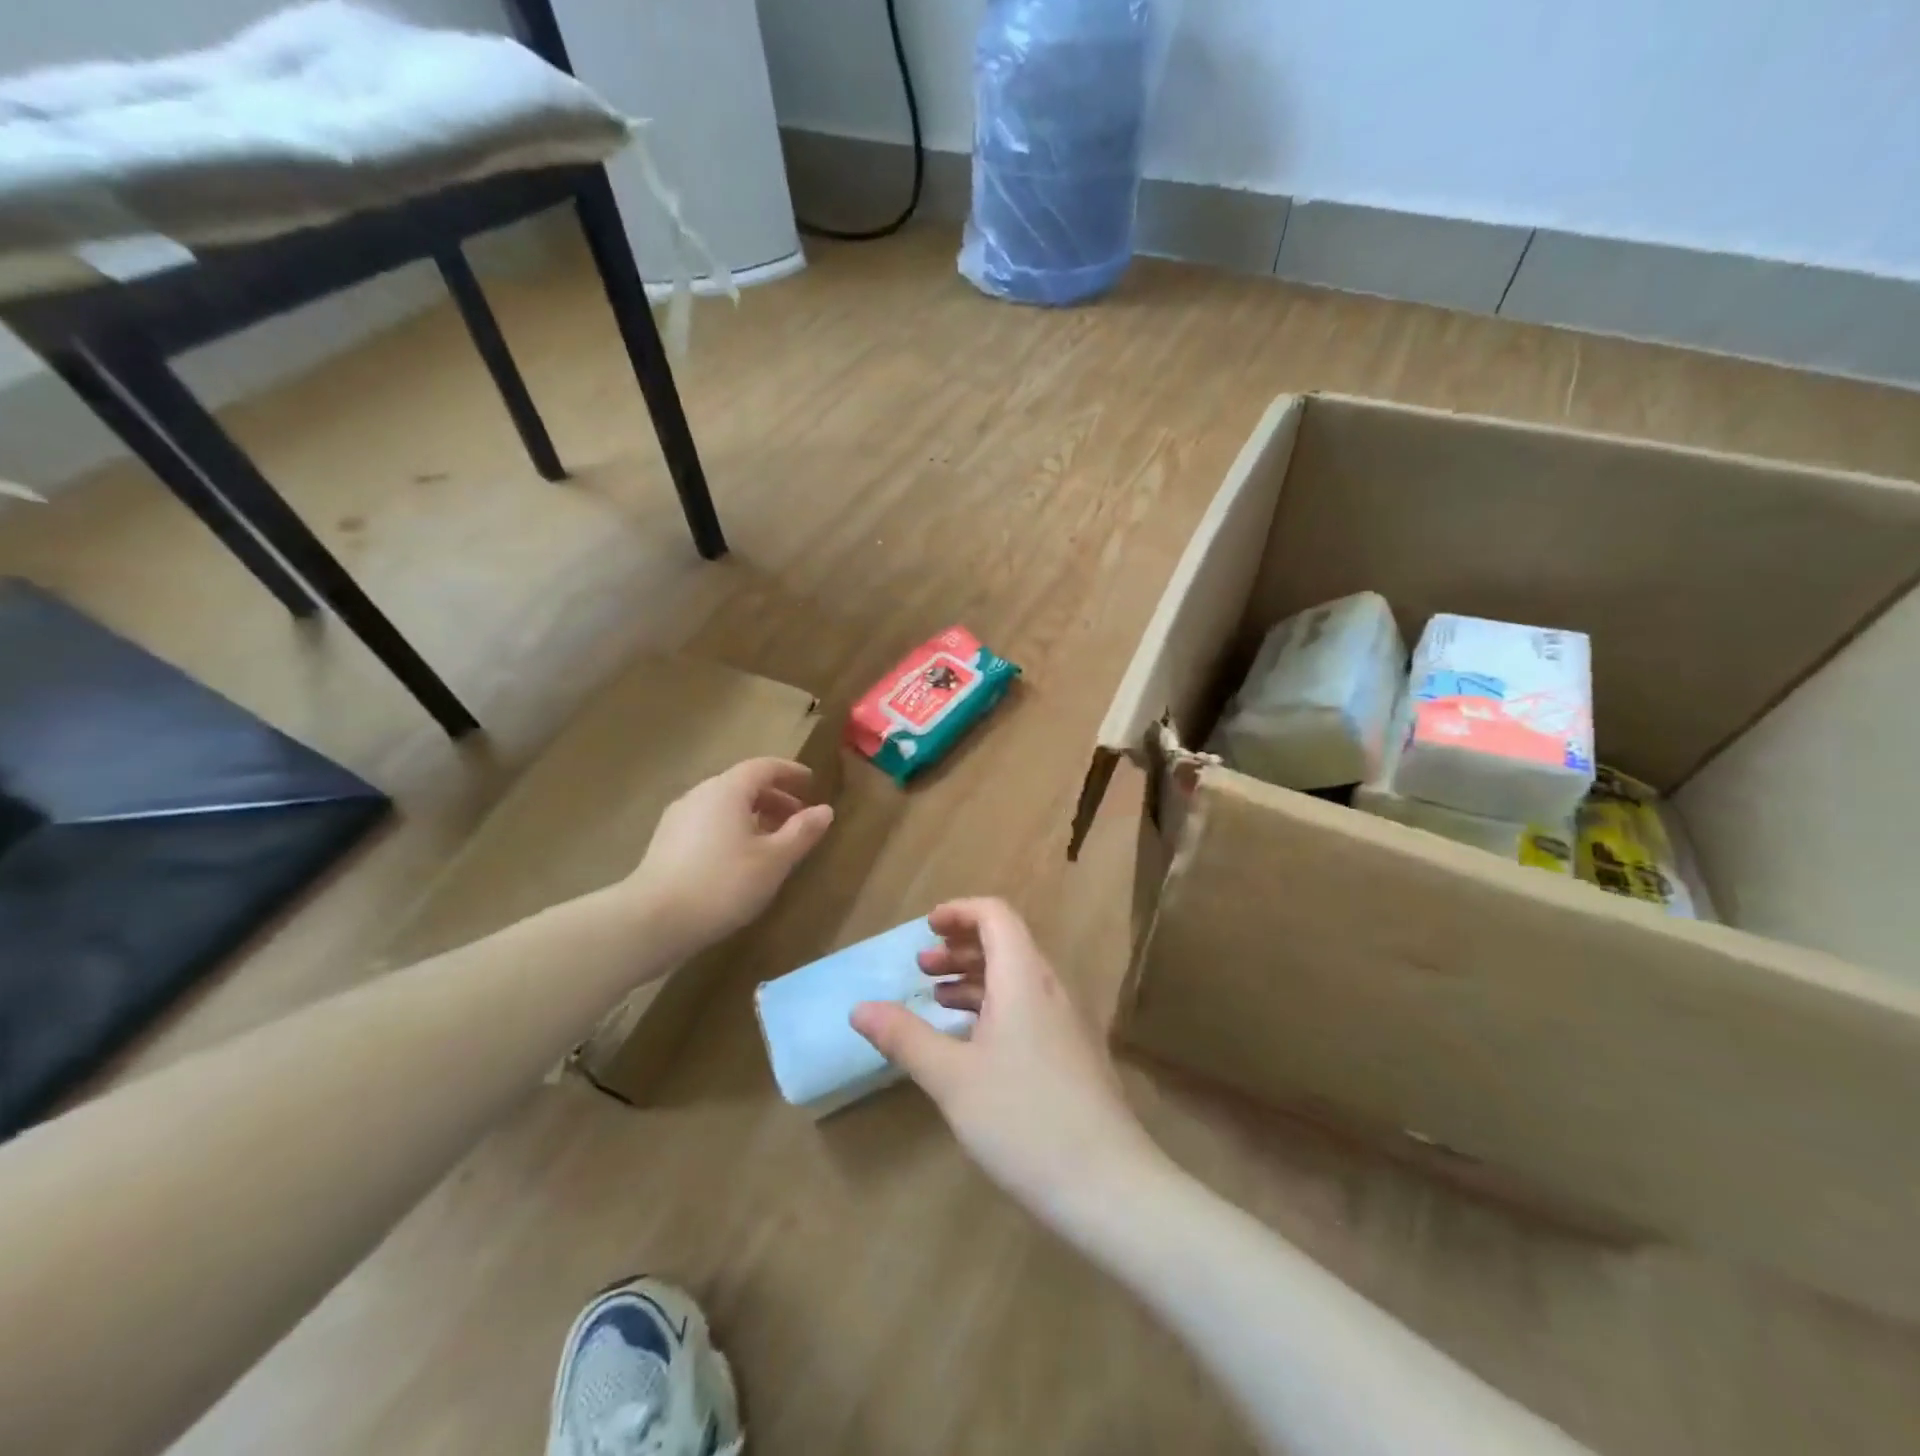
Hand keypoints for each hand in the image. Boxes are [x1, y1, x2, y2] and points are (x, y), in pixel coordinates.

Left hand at [623, 758, 833, 951]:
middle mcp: (700, 795)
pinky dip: (732, 830)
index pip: (763, 767)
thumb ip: (802, 832)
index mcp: (727, 790)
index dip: (790, 772)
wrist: (652, 921)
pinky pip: (708, 823)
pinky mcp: (666, 843)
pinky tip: (741, 860)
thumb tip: (825, 810)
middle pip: (742, 785)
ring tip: (773, 843)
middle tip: (798, 818)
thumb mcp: (774, 860)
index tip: (811, 782)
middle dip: (774, 798)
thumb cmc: (722, 884)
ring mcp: (678, 818)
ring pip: (724, 806)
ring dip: (753, 816)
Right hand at [851, 898, 1164, 1225]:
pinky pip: (1028, 1007)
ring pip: (1017, 978)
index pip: (995, 915)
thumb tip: (859, 1009)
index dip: (959, 912)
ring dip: (975, 978)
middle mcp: (1049, 988)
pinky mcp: (1071, 1053)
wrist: (1109, 1186)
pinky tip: (971, 1042)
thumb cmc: (1023, 1120)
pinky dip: (994, 1007)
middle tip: (921, 967)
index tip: (925, 929)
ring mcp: (1065, 1022)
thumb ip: (905, 1038)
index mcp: (1024, 977)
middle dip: (960, 947)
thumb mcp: (952, 1079)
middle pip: (1006, 943)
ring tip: (937, 1000)